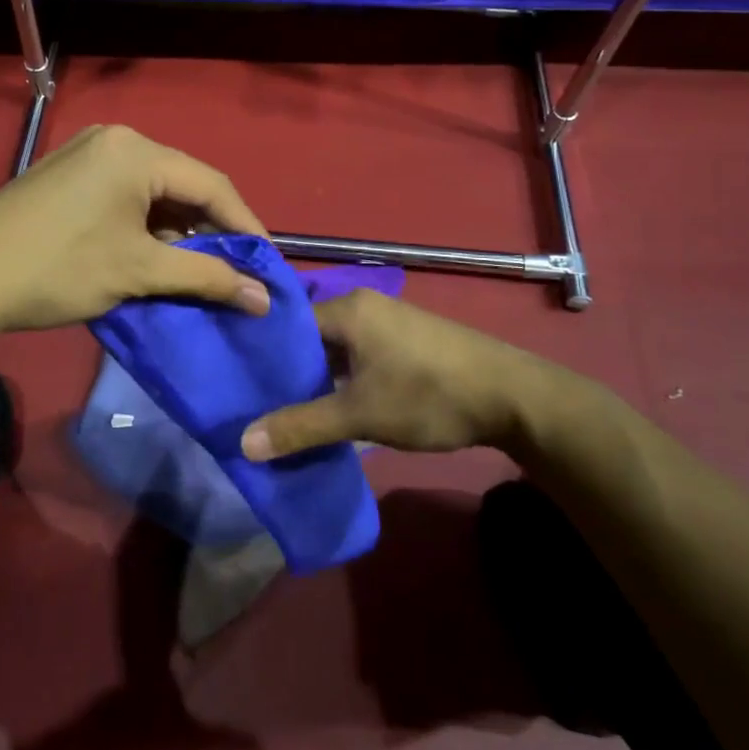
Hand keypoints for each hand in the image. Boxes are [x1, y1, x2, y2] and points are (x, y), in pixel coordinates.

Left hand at [0, 124, 271, 334]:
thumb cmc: (59, 269)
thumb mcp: (139, 272)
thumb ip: (206, 278)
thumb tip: (264, 298)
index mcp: (136, 151)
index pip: (212, 184)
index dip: (245, 227)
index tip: (267, 265)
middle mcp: (116, 139)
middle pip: (183, 184)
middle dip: (211, 230)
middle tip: (235, 271)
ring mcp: (87, 153)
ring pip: (154, 192)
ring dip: (179, 230)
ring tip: (197, 270)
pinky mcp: (68, 174)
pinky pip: (126, 195)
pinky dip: (147, 225)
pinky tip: (154, 255)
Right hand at [239, 290, 597, 459]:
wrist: (513, 397)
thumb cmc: (429, 395)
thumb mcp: (361, 415)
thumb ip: (302, 426)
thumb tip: (243, 443)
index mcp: (348, 308)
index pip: (287, 323)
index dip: (261, 352)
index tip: (235, 381)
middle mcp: (365, 306)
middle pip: (310, 336)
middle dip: (286, 370)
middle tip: (253, 401)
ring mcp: (388, 323)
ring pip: (335, 349)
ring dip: (316, 378)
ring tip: (284, 409)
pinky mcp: (405, 343)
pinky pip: (358, 355)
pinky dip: (341, 379)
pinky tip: (330, 407)